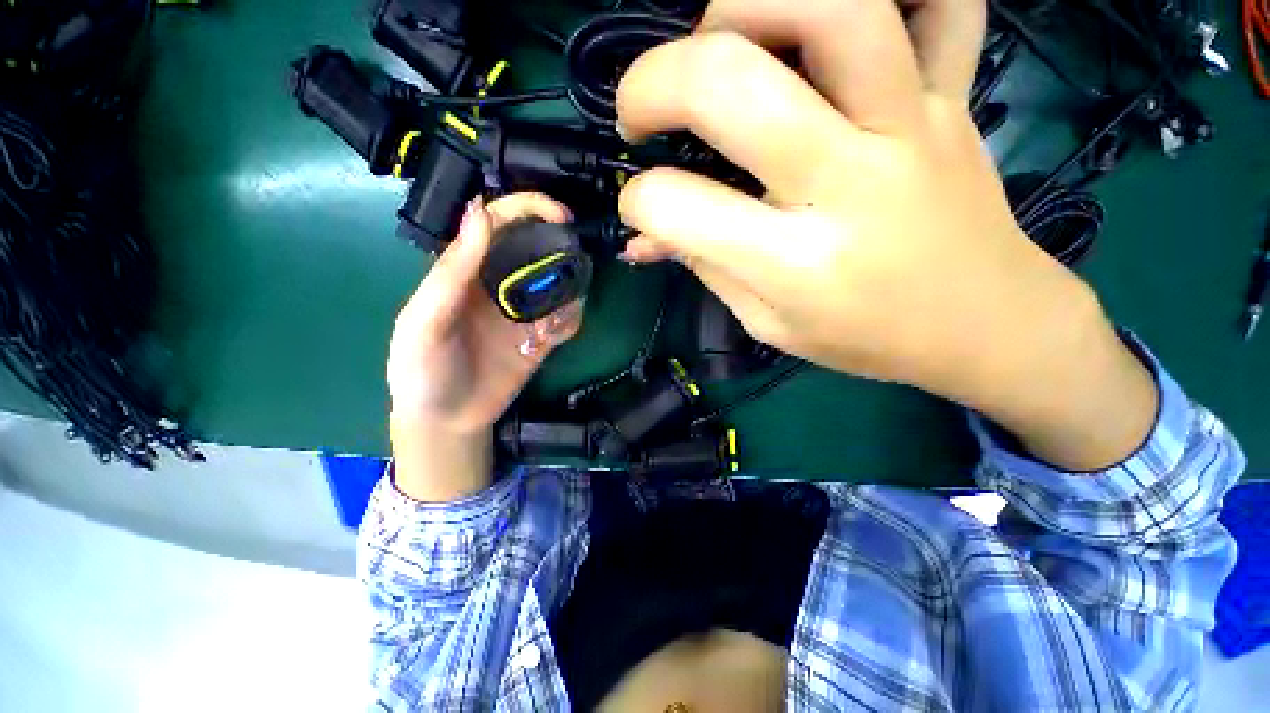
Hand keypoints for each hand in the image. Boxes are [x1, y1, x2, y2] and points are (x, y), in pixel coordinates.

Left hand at [387, 193, 579, 501]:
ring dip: (569, 294)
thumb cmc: (423, 370)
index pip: (501, 222)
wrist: (446, 420)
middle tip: (576, 264)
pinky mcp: (543, 339)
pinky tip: (555, 337)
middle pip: (539, 249)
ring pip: (560, 285)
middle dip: (562, 250)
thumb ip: (452, 271)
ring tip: (552, 320)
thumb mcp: (426, 320)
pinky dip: (571, 322)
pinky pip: (567, 320)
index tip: (561, 216)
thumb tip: (480, 210)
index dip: (530, 208)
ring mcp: (525, 312)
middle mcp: (502, 284)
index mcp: (469, 270)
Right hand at [615, 0, 1156, 469]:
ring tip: (718, 48)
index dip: (638, 203)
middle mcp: (848, 181)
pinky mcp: (953, 95)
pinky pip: (941, 1)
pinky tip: (830, 31)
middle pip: (732, 82)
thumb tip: (643, 237)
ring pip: (830, 7)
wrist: (981, 323)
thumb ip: (704, 268)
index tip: (639, 209)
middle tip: (640, 111)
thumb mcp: (767, 323)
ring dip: (744, 7)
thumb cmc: (863, 336)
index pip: (679, 209)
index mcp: (796, 263)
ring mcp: (911, 122)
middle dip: (653, 83)